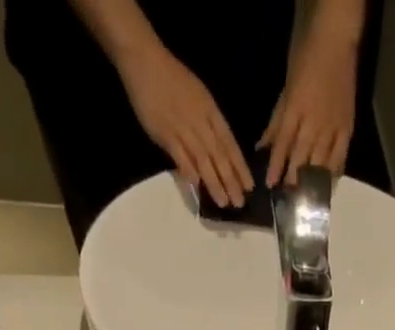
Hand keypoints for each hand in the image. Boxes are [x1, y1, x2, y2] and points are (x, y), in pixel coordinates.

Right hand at [115, 43, 253, 207]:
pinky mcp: (164, 133)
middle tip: (239, 203)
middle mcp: (200, 121)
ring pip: (202, 159)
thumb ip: (209, 122)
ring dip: (214, 182)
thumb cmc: (173, 78)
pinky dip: (188, 170)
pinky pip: (179, 155)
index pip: (229, 143)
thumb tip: (218, 151)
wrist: (145, 60)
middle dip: (231, 180)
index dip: (240, 166)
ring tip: (223, 202)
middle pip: (219, 155)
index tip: (249, 186)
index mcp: (210, 110)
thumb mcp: (199, 95)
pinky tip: (197, 185)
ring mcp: (182, 127)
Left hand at [259, 23, 358, 186]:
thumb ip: (276, 120)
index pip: (283, 143)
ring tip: (306, 199)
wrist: (336, 41)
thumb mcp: (286, 88)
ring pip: (321, 161)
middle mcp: (314, 122)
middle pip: (302, 157)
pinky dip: (334, 172)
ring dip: (313, 182)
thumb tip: (262, 146)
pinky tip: (328, 185)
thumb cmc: (306, 59)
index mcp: (296, 109)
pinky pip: (340, 156)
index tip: (270, 185)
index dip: (276, 165)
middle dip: (294, 179)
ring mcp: (332, 126)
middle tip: (289, 198)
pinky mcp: (347, 128)